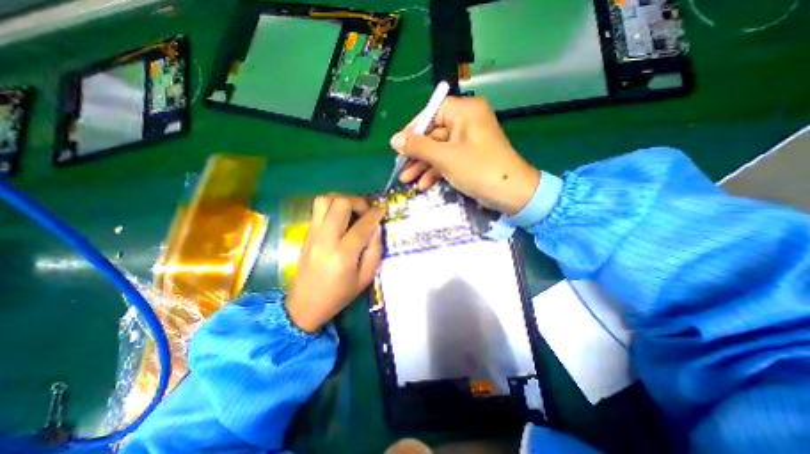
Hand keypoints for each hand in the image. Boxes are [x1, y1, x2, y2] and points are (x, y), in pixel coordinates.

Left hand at [284, 193, 384, 330]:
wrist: (304, 305)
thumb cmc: (339, 294)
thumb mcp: (365, 278)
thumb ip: (375, 250)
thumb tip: (376, 227)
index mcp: (343, 254)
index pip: (362, 225)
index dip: (375, 213)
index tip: (383, 208)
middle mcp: (326, 238)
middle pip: (341, 203)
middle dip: (358, 202)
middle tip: (366, 211)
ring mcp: (313, 233)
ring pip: (325, 199)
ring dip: (342, 200)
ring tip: (352, 210)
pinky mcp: (306, 232)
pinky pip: (318, 208)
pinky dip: (332, 205)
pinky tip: (340, 216)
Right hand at [391, 95, 539, 216]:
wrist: (511, 194)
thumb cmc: (478, 169)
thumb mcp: (444, 157)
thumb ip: (418, 147)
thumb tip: (394, 139)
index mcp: (465, 112)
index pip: (432, 113)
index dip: (413, 129)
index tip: (398, 145)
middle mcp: (466, 122)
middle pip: (433, 134)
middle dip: (416, 154)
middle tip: (401, 167)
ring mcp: (467, 142)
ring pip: (438, 150)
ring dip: (423, 166)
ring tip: (407, 180)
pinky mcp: (468, 158)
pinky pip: (447, 160)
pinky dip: (435, 172)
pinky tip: (423, 185)